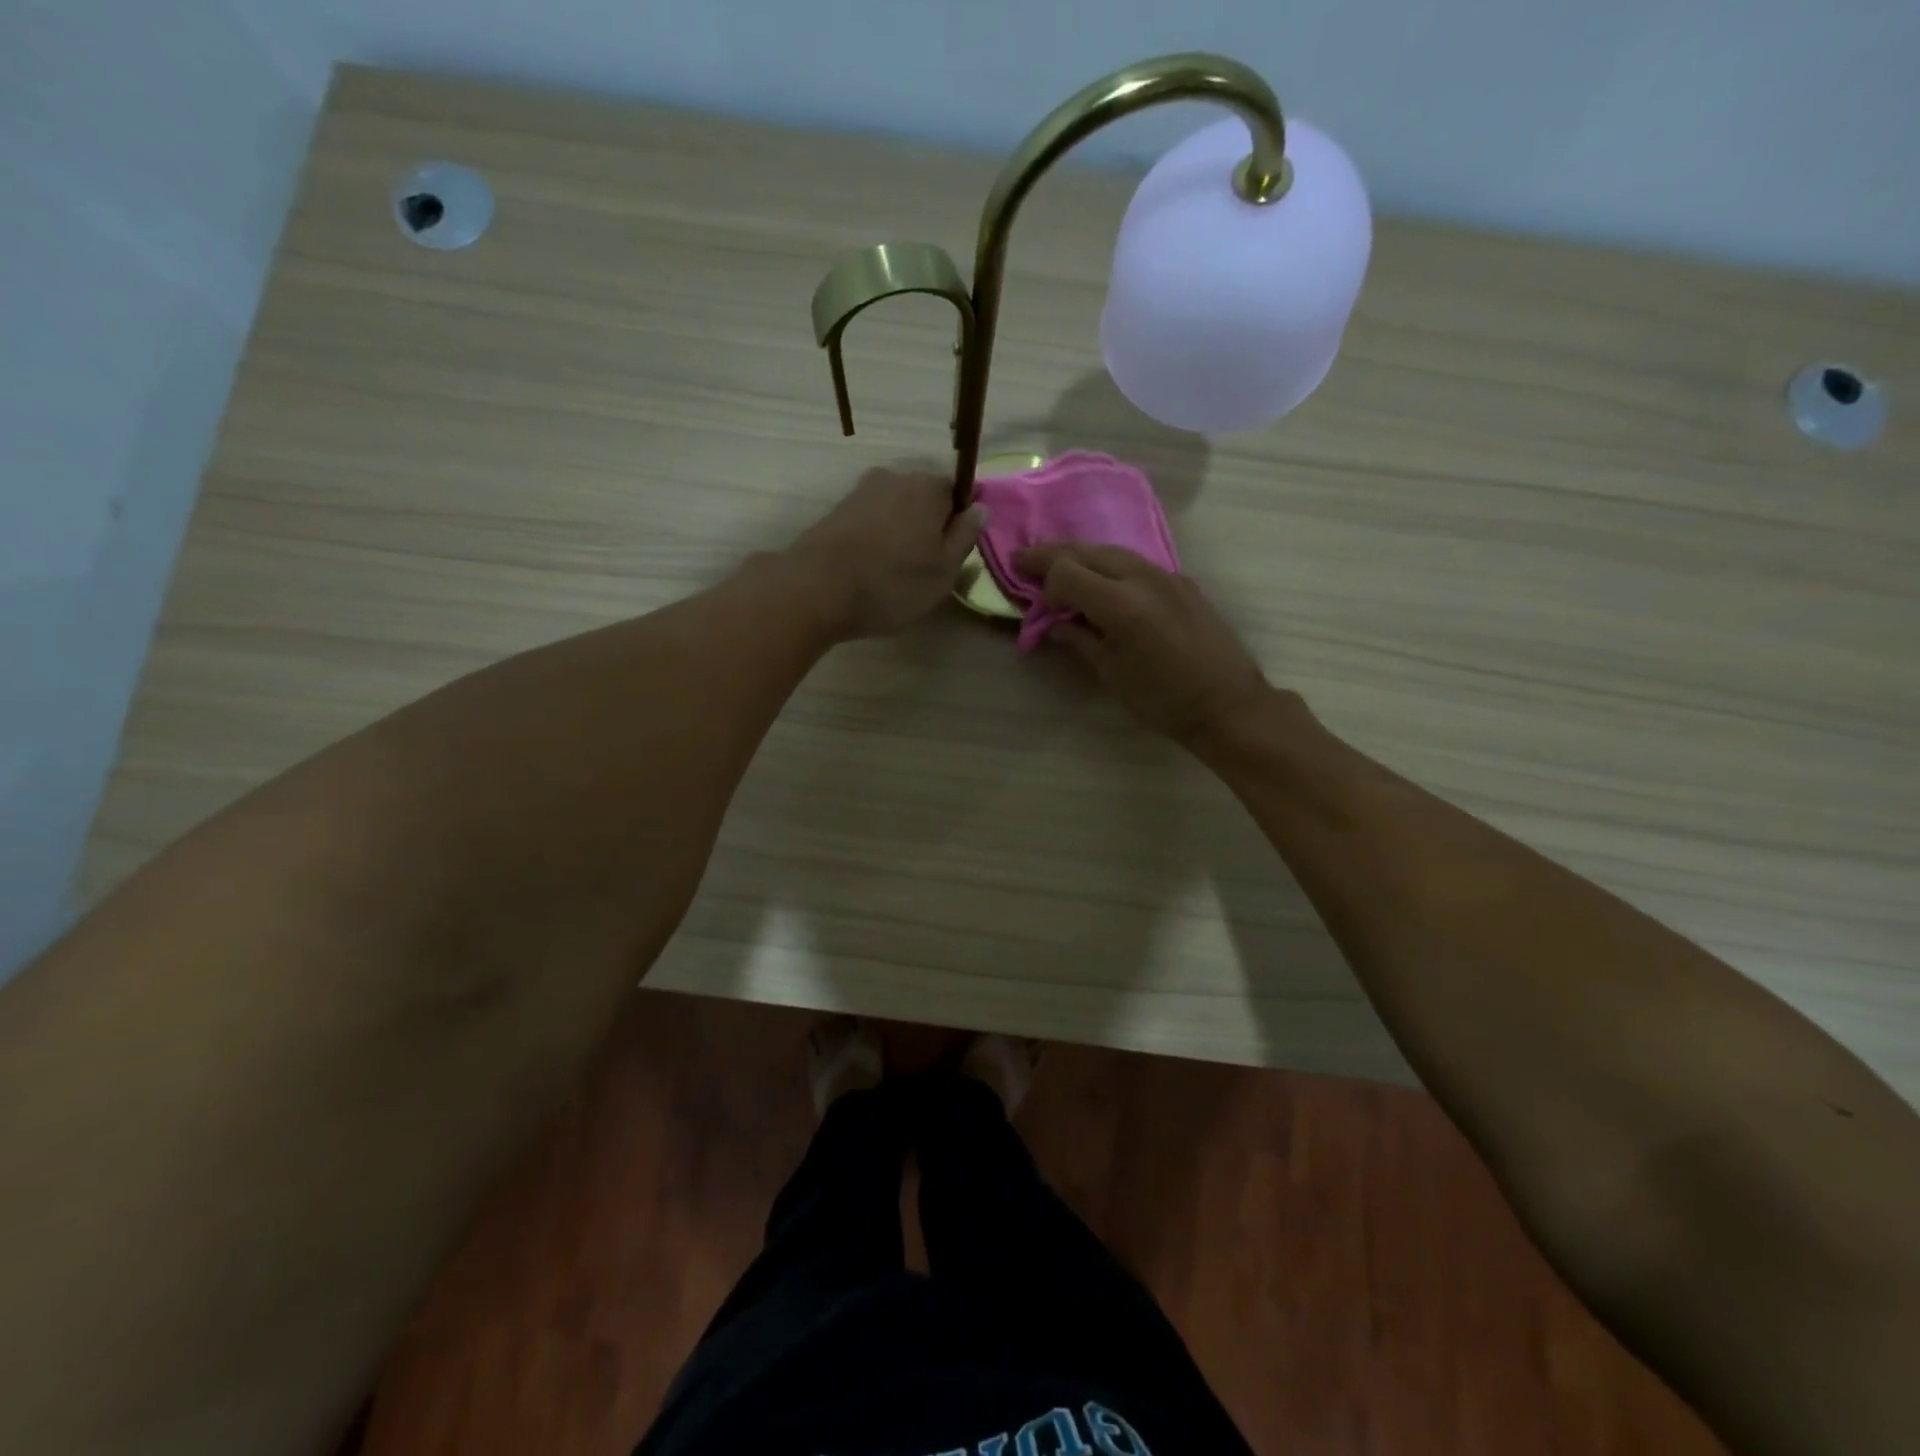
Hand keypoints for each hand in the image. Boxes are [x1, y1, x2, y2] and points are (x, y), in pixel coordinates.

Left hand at [786, 466, 986, 639]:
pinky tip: (871, 568)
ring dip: (901, 533)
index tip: (955, 551)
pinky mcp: (837, 511)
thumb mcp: (944, 570)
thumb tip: (980, 509)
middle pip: (925, 498)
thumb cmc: (893, 582)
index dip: (961, 520)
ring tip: (897, 572)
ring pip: (895, 509)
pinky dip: (876, 539)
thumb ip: (965, 536)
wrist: (816, 589)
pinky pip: (871, 521)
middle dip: (930, 525)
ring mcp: (861, 491)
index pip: (959, 490)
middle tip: (928, 567)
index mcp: (929, 486)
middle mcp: (895, 477)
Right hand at [1014, 541, 1273, 743]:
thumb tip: (1054, 624)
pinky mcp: (1182, 582)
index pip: (1066, 572)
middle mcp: (1142, 578)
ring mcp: (1166, 576)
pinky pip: (1136, 563)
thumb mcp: (1110, 673)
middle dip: (1053, 554)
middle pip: (1088, 552)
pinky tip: (1101, 579)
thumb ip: (1079, 640)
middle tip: (1025, 559)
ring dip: (1082, 555)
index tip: (1026, 591)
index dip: (1042, 579)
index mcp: (1120, 604)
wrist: (1227, 704)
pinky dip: (1109, 564)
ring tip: (1059, 565)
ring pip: (1113, 551)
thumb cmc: (1162, 700)